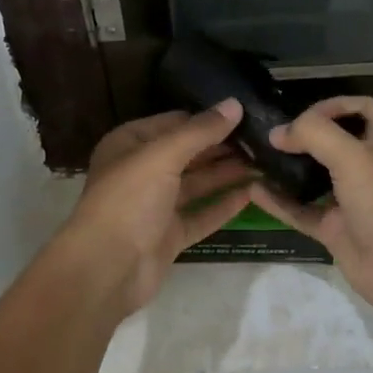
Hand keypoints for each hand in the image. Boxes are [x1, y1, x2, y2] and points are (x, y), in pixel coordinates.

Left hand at [60, 101, 255, 317]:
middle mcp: (142, 171)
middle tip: (264, 139)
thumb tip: (234, 104)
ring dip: (228, 173)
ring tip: (266, 162)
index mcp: (130, 144)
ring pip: (197, 183)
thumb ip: (200, 131)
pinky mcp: (170, 235)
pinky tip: (254, 193)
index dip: (207, 118)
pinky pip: (202, 214)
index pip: (174, 122)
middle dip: (222, 146)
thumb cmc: (128, 200)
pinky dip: (225, 204)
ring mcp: (156, 205)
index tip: (245, 113)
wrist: (106, 268)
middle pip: (188, 153)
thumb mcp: (162, 155)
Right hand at [251, 96, 372, 328]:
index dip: (335, 105)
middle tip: (270, 133)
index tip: (302, 114)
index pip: (362, 109)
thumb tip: (278, 134)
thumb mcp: (352, 155)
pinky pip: (302, 211)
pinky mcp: (336, 230)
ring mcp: (351, 201)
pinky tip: (253, 191)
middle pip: (334, 142)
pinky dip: (279, 202)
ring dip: (287, 168)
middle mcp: (368, 167)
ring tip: (256, 157)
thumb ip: (313, 134)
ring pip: (314, 177)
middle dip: (304, 135)